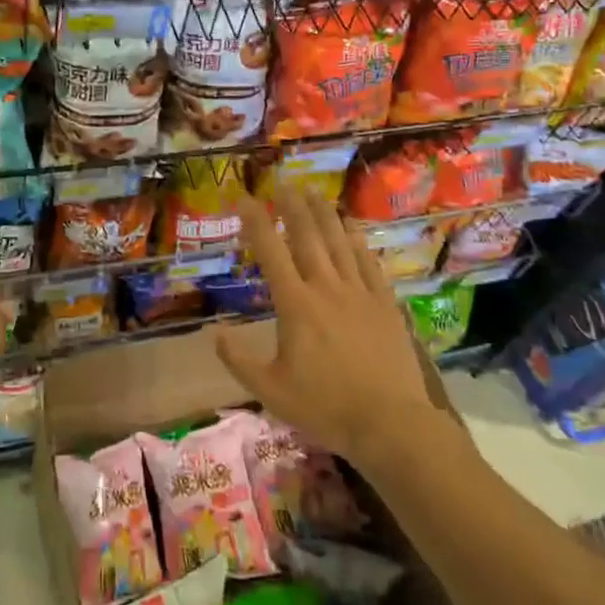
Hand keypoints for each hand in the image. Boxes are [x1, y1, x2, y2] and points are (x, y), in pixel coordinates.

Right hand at [217, 188, 462, 471]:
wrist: (389, 422)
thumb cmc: (324, 407)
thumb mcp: (270, 390)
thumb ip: (239, 360)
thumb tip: (215, 334)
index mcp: (295, 305)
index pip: (271, 252)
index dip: (255, 221)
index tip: (244, 198)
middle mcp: (326, 287)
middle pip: (307, 236)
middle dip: (292, 206)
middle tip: (283, 182)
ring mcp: (359, 292)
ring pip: (339, 242)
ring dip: (324, 213)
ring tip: (313, 192)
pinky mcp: (384, 303)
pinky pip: (368, 262)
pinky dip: (357, 240)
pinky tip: (352, 226)